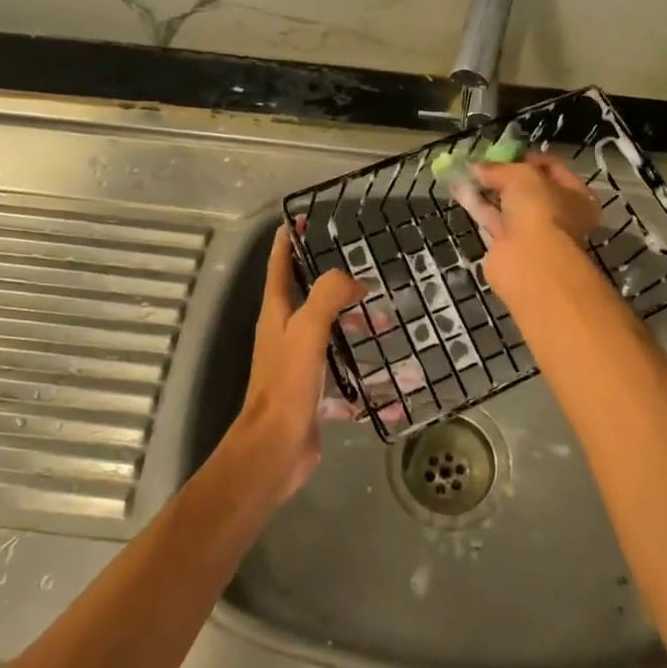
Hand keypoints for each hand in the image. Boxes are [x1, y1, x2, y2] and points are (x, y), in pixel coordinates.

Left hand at [230, 227, 365, 499]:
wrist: (275, 448)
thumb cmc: (287, 383)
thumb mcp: (307, 329)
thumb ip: (328, 295)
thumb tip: (353, 280)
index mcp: (276, 313)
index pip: (280, 265)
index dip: (289, 240)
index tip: (302, 219)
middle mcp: (284, 333)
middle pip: (309, 297)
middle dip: (336, 286)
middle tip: (367, 278)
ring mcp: (298, 363)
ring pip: (330, 333)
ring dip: (354, 326)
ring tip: (387, 324)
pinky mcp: (312, 390)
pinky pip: (343, 371)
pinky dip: (363, 370)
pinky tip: (390, 377)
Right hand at [468, 153, 603, 305]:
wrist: (531, 261)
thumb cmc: (540, 209)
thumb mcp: (521, 175)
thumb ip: (498, 168)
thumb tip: (476, 167)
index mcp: (576, 196)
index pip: (553, 168)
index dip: (530, 157)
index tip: (507, 150)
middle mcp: (558, 215)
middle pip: (529, 188)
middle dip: (505, 174)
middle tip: (483, 161)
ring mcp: (533, 233)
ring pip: (508, 204)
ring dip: (488, 188)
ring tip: (465, 170)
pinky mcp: (508, 246)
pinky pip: (492, 219)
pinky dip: (478, 205)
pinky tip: (459, 189)